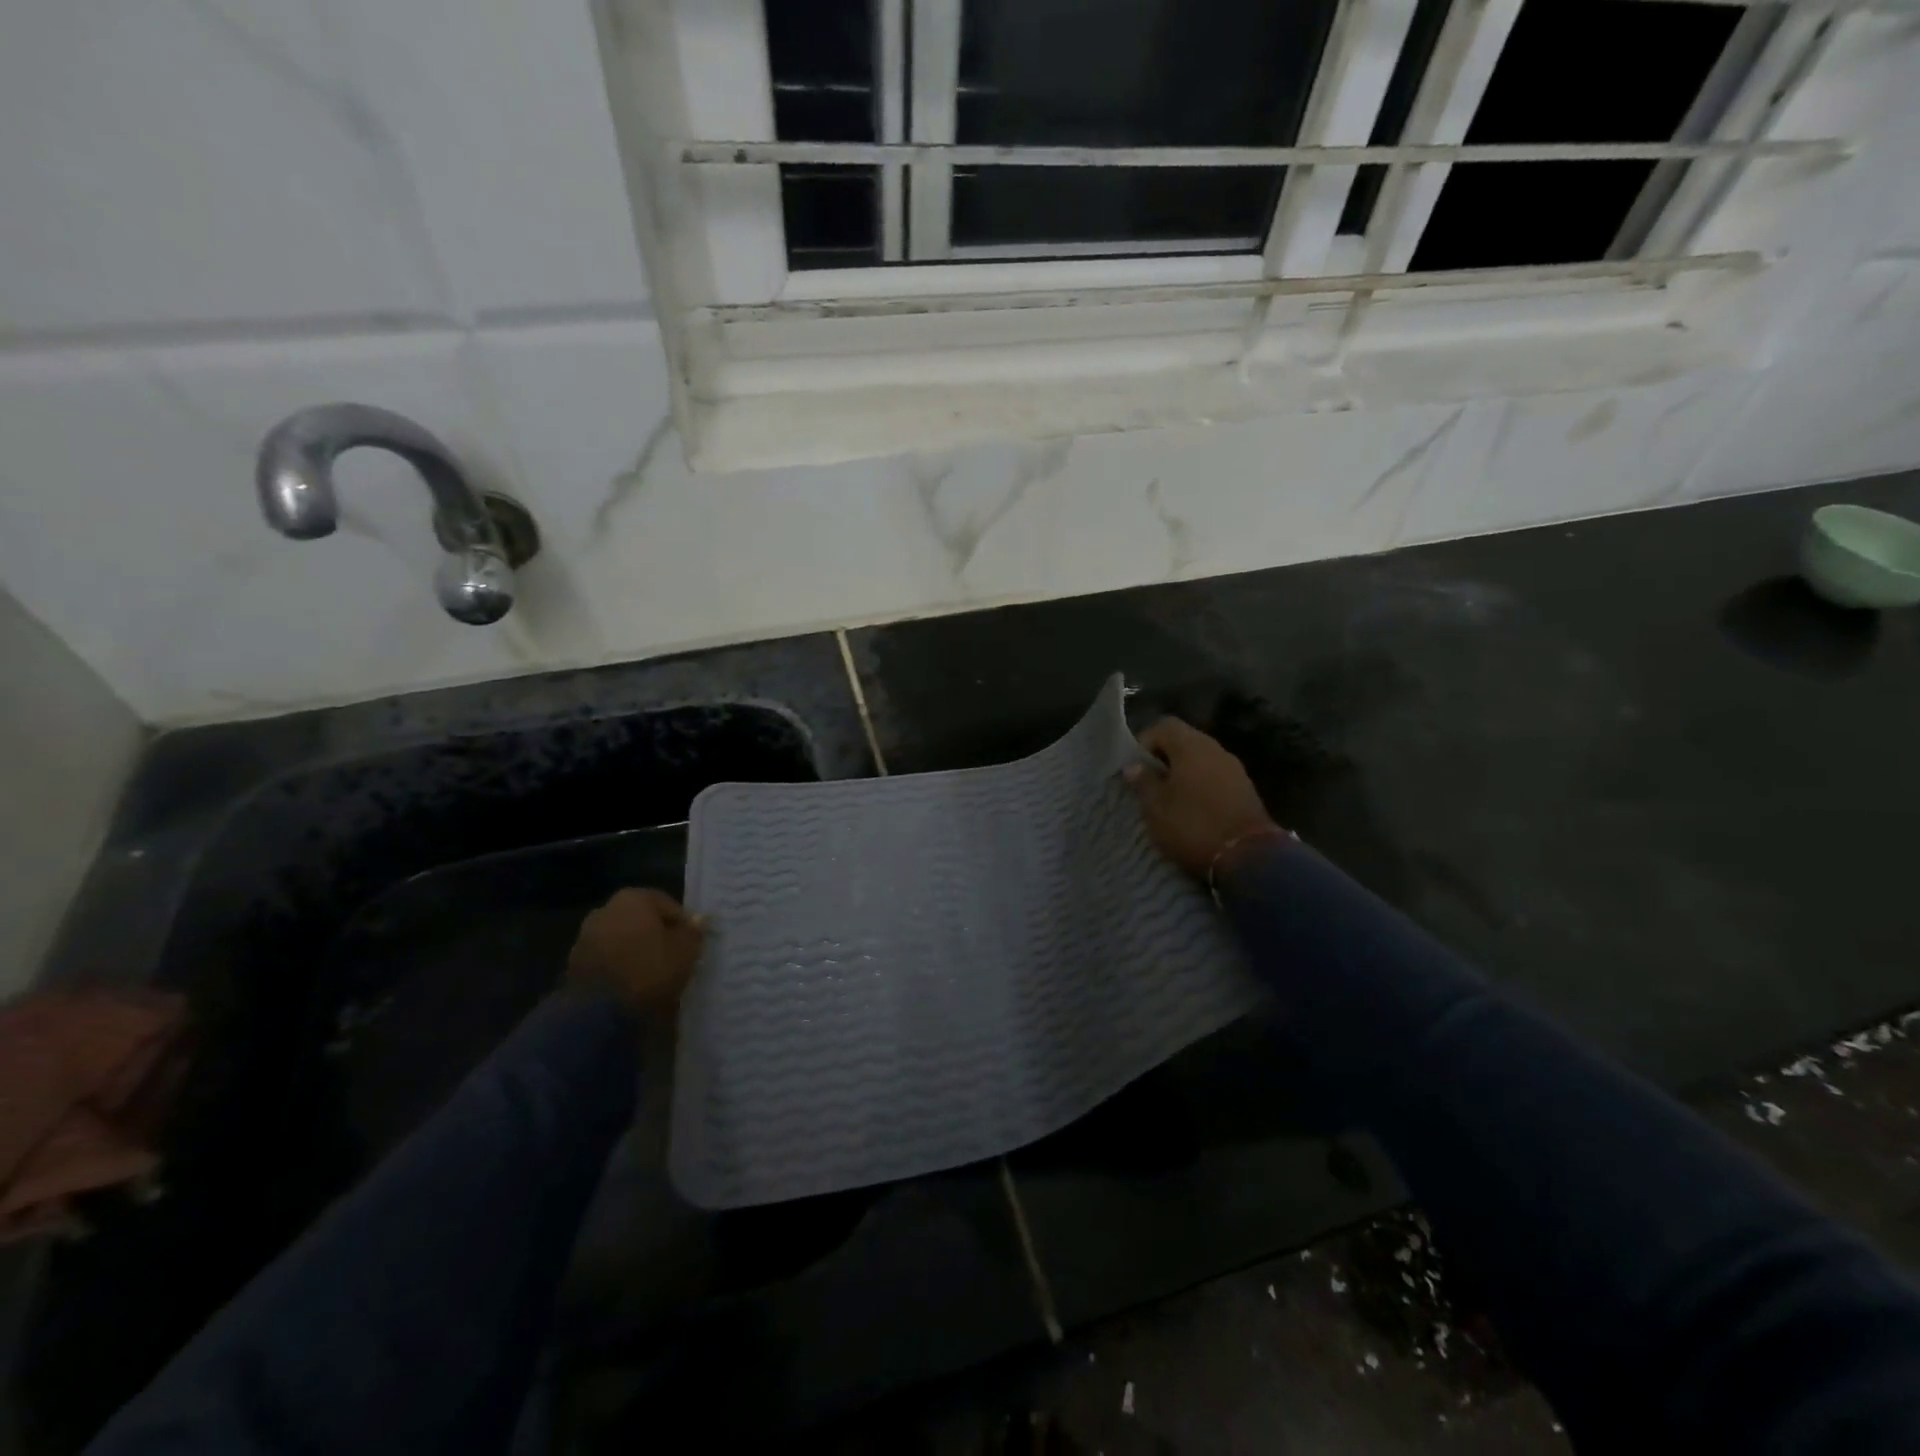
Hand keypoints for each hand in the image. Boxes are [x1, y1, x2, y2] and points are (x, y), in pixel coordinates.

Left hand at [566, 888, 705, 1014]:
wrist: (598, 1012)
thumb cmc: (649, 970)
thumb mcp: (686, 950)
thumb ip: (694, 931)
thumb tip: (698, 920)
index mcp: (633, 898)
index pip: (669, 906)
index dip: (683, 926)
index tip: (691, 946)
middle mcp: (606, 909)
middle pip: (642, 921)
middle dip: (656, 936)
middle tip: (673, 959)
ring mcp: (586, 936)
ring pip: (623, 940)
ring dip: (636, 952)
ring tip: (652, 976)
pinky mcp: (573, 963)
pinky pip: (607, 959)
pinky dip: (619, 967)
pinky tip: (631, 986)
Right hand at [1123, 717, 1279, 879]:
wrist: (1248, 856)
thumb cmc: (1193, 826)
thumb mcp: (1156, 807)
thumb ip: (1143, 781)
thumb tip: (1134, 765)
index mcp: (1191, 746)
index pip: (1163, 726)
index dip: (1144, 742)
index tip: (1134, 768)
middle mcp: (1215, 749)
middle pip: (1183, 740)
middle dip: (1163, 758)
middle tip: (1148, 783)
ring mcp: (1234, 768)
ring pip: (1200, 759)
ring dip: (1182, 773)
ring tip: (1168, 798)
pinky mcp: (1245, 788)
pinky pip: (1215, 776)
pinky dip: (1200, 785)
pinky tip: (1192, 808)